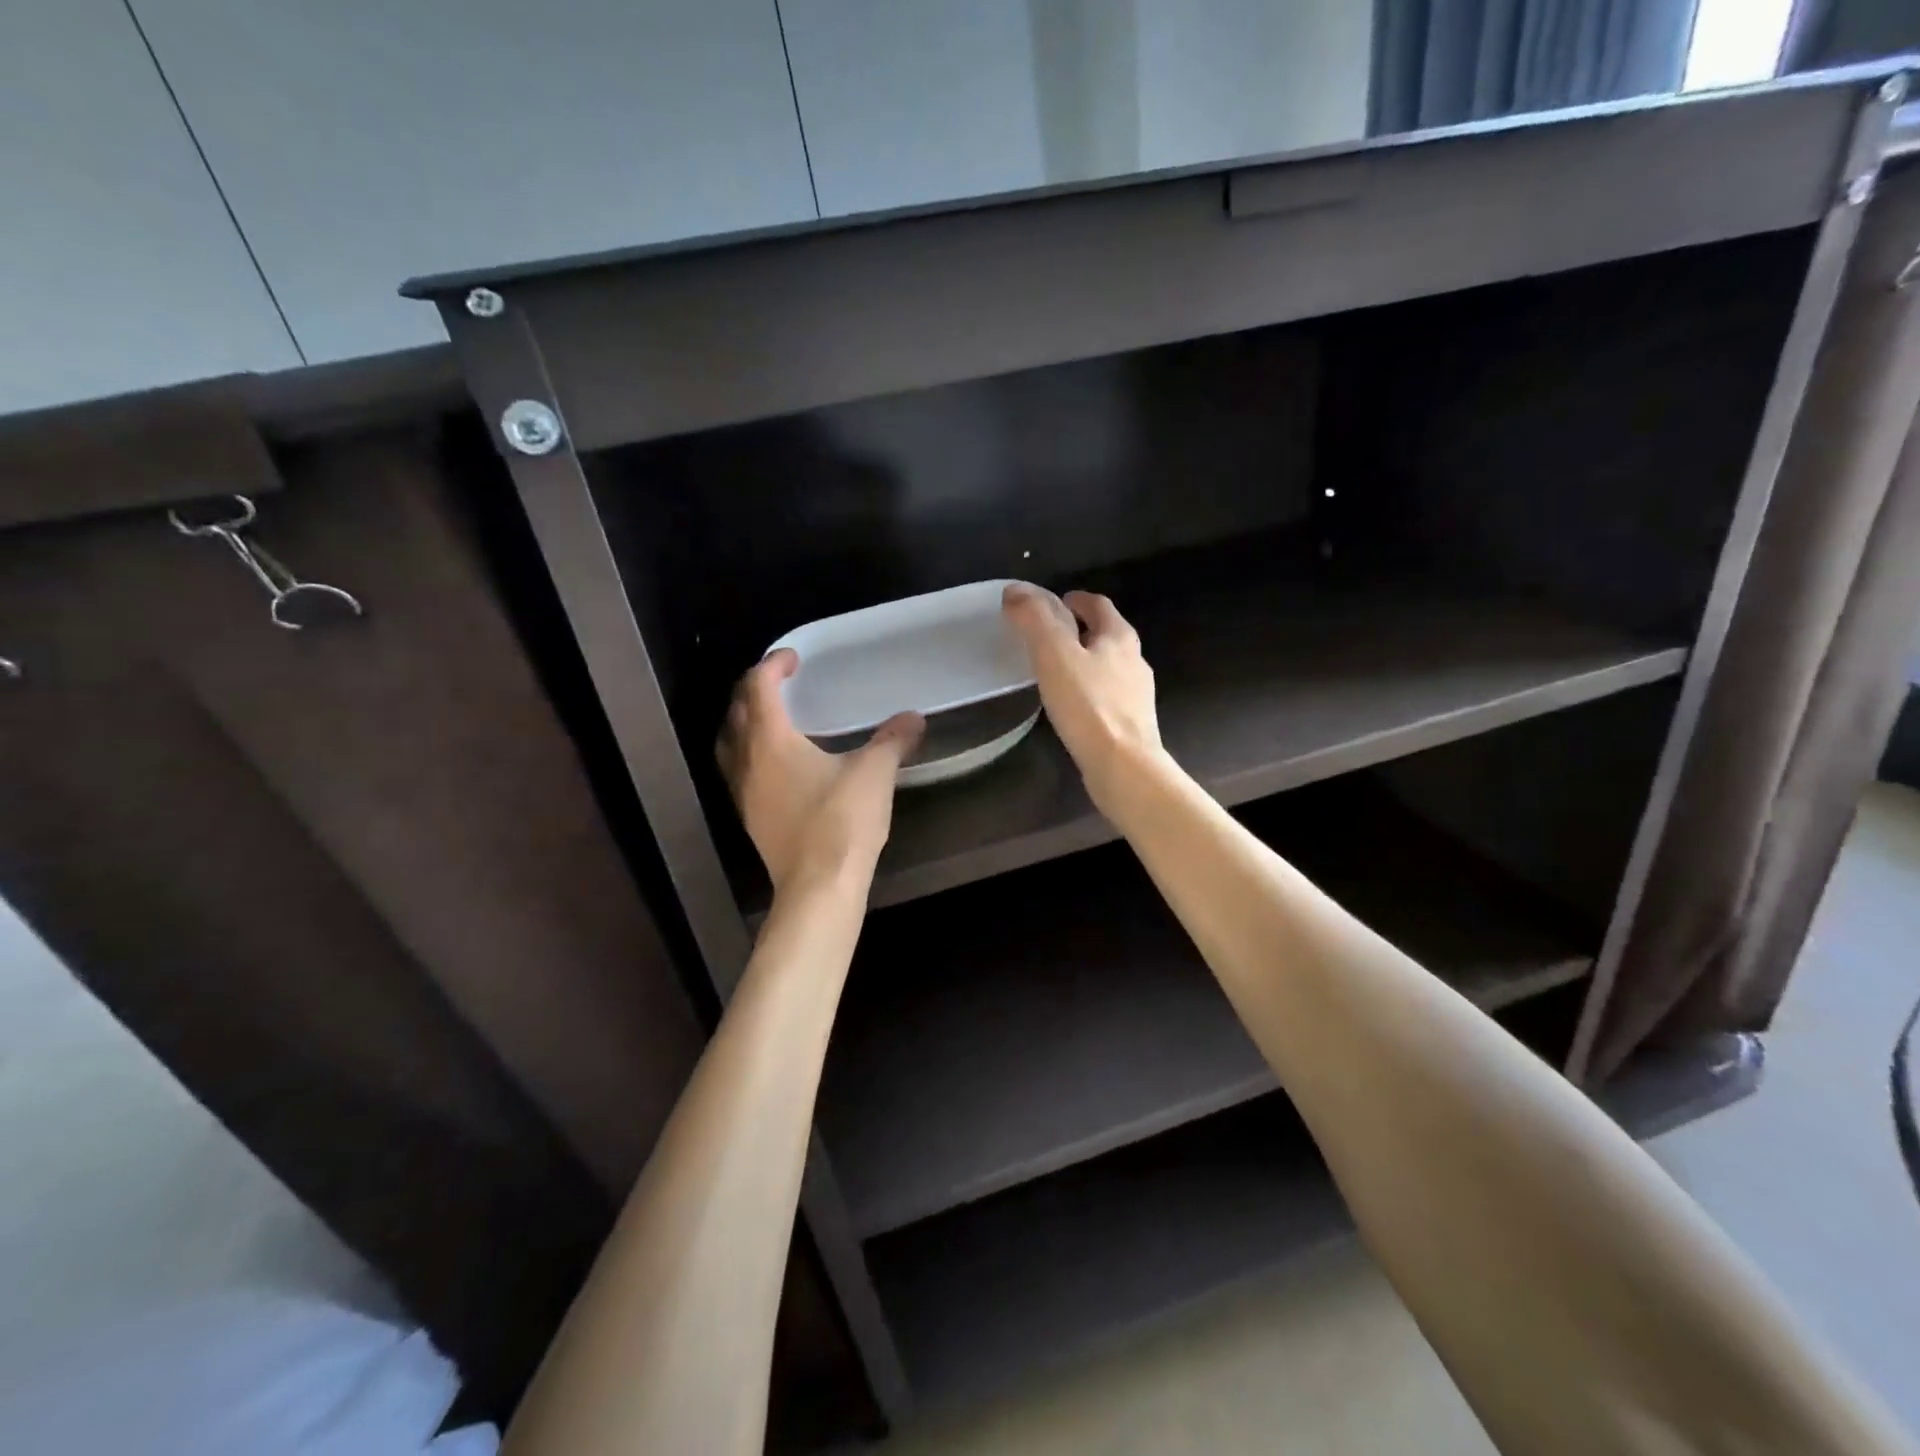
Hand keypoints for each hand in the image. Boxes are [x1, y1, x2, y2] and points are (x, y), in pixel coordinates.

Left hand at [716, 649, 924, 892]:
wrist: (818, 887)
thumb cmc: (842, 821)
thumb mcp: (875, 773)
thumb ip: (893, 740)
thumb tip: (914, 718)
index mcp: (771, 741)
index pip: (758, 687)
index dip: (772, 666)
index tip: (793, 658)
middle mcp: (747, 761)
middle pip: (736, 713)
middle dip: (753, 690)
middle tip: (780, 683)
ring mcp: (743, 793)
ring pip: (730, 744)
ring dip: (744, 723)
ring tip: (770, 719)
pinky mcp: (750, 818)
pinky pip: (738, 771)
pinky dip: (750, 754)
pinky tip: (777, 766)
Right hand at [1002, 585, 1163, 809]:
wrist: (1124, 766)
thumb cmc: (1089, 705)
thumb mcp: (1054, 654)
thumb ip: (1034, 620)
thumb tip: (1015, 591)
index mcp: (1119, 637)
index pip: (1099, 605)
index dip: (1076, 600)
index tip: (1057, 602)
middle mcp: (1135, 661)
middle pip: (1107, 635)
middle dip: (1082, 630)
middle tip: (1050, 636)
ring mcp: (1137, 695)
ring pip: (1109, 667)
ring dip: (1086, 662)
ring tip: (1057, 672)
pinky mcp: (1132, 725)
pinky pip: (1108, 698)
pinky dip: (1090, 693)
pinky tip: (1073, 708)